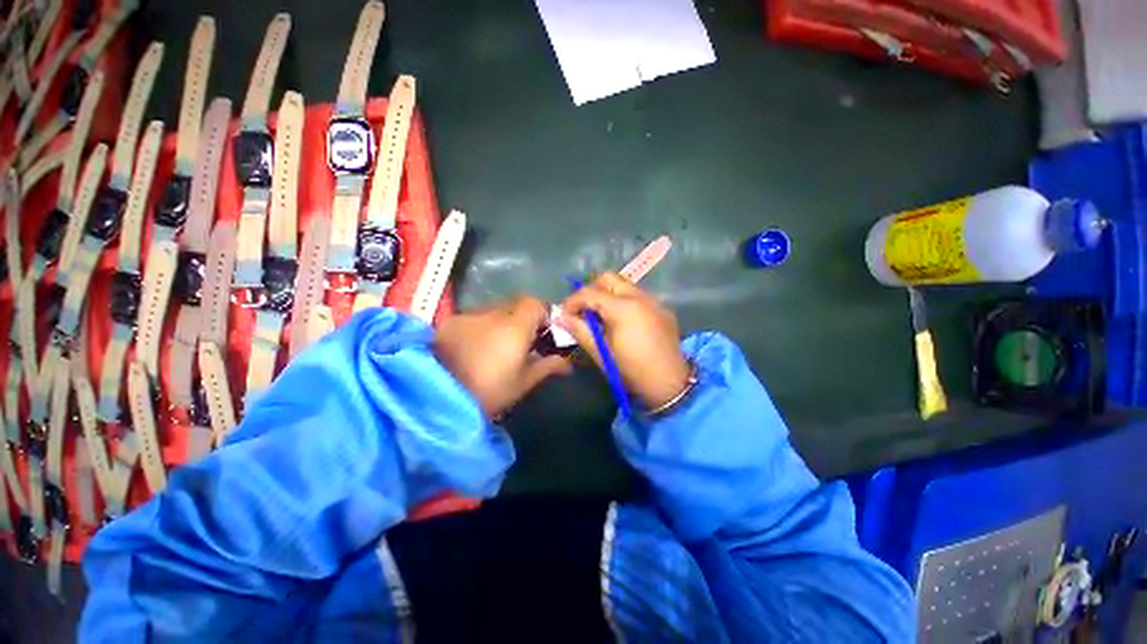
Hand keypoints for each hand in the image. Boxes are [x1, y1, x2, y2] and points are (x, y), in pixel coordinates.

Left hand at [434, 296, 571, 417]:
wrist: (436, 400)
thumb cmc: (488, 392)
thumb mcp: (523, 382)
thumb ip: (548, 366)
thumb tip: (567, 363)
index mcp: (514, 327)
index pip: (535, 303)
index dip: (543, 314)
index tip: (543, 332)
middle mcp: (492, 313)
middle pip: (515, 304)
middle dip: (523, 318)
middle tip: (522, 341)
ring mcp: (468, 315)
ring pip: (494, 310)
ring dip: (501, 321)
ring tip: (496, 346)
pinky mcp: (450, 322)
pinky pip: (474, 317)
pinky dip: (481, 326)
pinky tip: (474, 347)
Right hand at [558, 273, 690, 408]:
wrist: (670, 385)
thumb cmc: (631, 371)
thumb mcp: (601, 353)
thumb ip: (580, 330)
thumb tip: (560, 317)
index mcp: (623, 308)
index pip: (589, 292)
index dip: (572, 301)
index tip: (564, 315)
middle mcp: (640, 297)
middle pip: (608, 278)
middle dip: (590, 290)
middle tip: (583, 311)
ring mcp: (654, 301)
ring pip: (624, 284)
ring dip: (608, 294)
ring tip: (601, 316)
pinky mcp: (662, 309)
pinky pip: (638, 296)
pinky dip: (624, 301)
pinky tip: (622, 322)